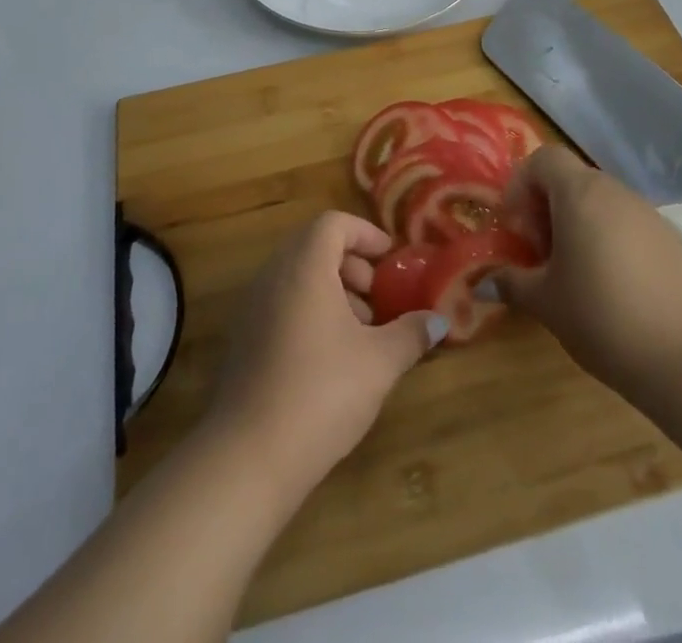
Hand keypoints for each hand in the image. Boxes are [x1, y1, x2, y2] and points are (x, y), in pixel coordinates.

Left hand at [205, 211, 441, 494]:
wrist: (247, 457)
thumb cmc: (320, 393)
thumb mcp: (378, 362)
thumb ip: (410, 334)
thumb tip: (438, 320)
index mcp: (304, 266)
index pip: (333, 223)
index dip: (366, 234)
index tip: (391, 260)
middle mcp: (273, 275)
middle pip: (314, 246)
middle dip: (352, 264)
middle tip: (378, 298)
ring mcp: (252, 307)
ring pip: (297, 276)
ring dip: (332, 290)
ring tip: (360, 332)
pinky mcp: (243, 338)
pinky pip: (281, 302)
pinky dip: (309, 311)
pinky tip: (330, 357)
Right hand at [498, 146, 681, 401]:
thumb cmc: (601, 317)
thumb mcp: (545, 302)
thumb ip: (512, 282)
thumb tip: (486, 281)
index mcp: (579, 194)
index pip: (543, 159)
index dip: (521, 185)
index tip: (516, 228)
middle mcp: (613, 191)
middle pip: (570, 179)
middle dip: (546, 208)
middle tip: (538, 253)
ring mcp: (646, 213)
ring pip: (598, 202)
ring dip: (576, 224)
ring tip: (571, 272)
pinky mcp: (668, 239)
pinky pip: (624, 223)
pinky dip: (605, 238)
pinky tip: (608, 285)